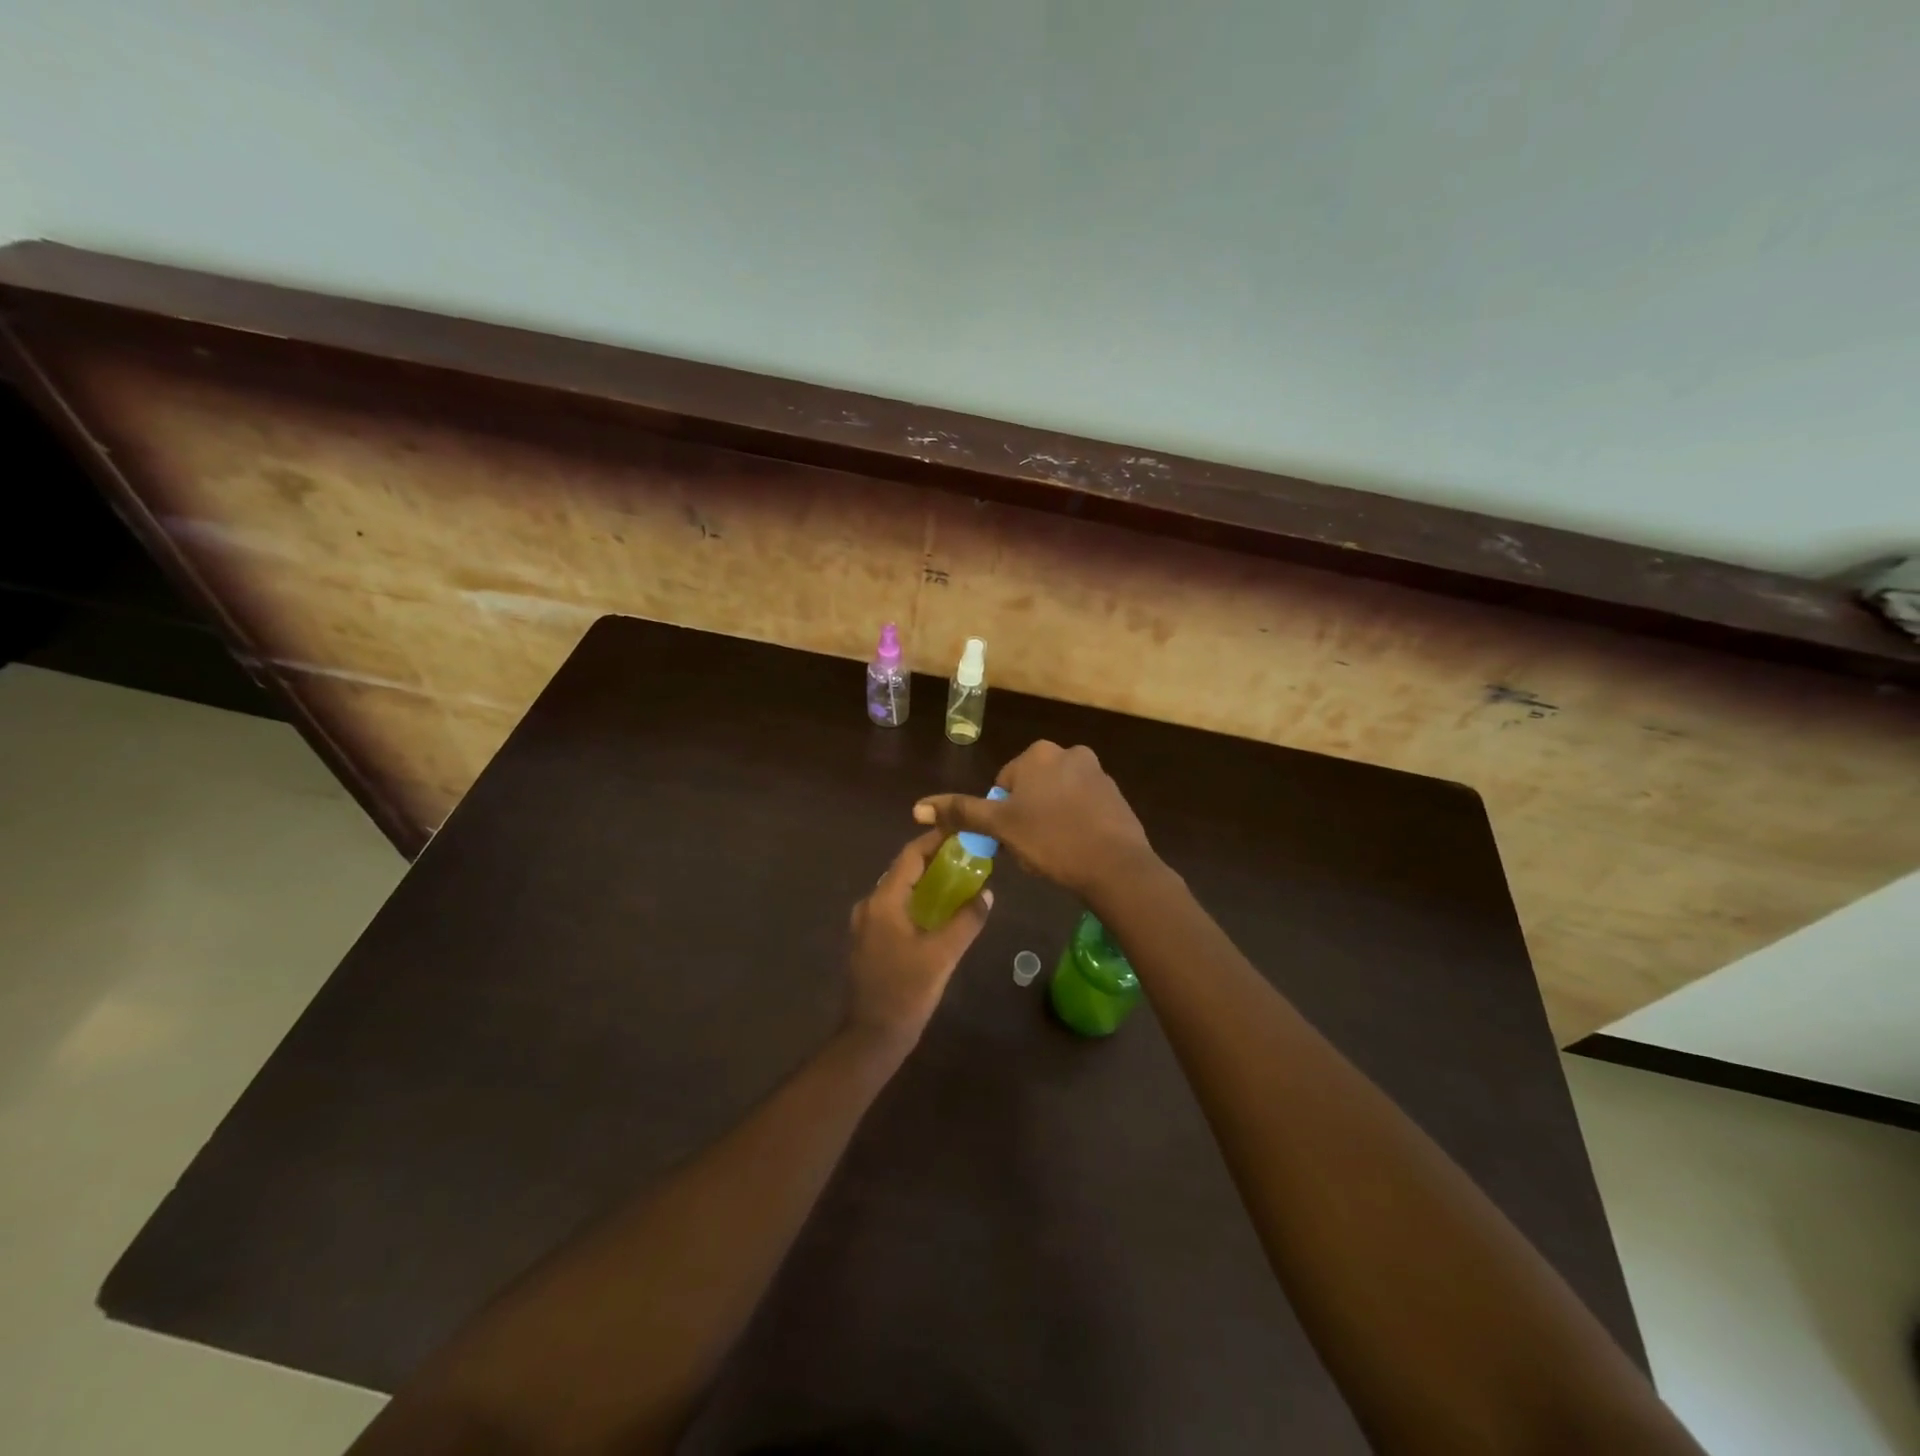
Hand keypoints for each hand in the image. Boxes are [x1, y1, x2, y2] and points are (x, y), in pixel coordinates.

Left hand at [844, 831, 993, 1049]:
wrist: (871, 1038)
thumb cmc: (906, 993)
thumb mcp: (942, 955)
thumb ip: (966, 921)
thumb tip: (986, 894)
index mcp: (883, 902)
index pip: (910, 856)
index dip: (935, 840)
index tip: (962, 831)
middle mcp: (869, 905)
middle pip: (904, 871)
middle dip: (935, 860)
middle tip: (968, 856)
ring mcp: (866, 925)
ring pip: (900, 891)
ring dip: (927, 882)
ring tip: (959, 879)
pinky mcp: (869, 941)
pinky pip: (896, 909)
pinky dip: (918, 902)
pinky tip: (940, 912)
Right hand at [913, 740, 1156, 897]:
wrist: (1115, 866)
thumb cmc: (1051, 840)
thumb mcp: (1000, 827)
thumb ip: (961, 812)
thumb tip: (917, 807)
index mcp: (1039, 753)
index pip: (1004, 783)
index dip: (1001, 814)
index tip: (1010, 838)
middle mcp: (1070, 753)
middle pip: (1031, 788)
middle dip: (1026, 815)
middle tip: (1029, 847)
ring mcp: (1098, 773)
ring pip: (1057, 798)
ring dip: (1049, 819)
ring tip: (1053, 851)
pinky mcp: (1116, 796)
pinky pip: (1083, 807)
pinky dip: (1075, 824)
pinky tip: (1076, 848)